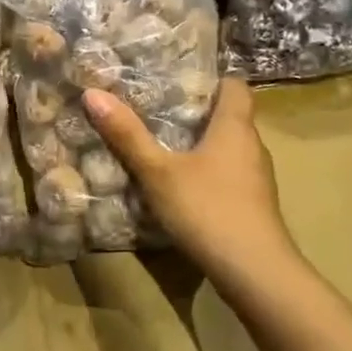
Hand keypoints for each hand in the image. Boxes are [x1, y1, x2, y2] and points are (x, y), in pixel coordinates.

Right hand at [83, 78, 294, 274]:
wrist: (253, 270)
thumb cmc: (206, 208)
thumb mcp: (157, 171)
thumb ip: (127, 135)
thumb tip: (93, 93)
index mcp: (235, 127)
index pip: (235, 86)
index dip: (213, 80)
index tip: (180, 81)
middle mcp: (253, 146)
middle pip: (231, 118)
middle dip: (199, 114)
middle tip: (159, 112)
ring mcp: (258, 179)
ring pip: (230, 150)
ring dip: (203, 147)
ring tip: (166, 149)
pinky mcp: (254, 206)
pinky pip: (230, 176)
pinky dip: (209, 175)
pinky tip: (184, 188)